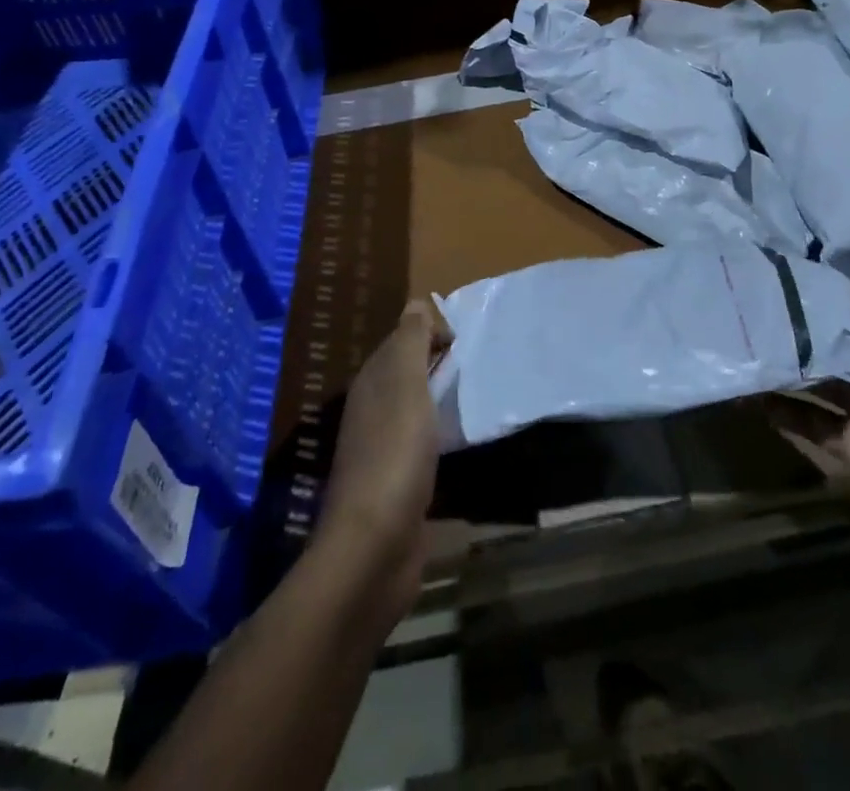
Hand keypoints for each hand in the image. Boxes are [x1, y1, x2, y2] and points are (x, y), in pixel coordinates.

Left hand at [315, 298, 452, 619]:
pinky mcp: (398, 484)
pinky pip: (422, 442)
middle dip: (437, 362)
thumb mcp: (405, 384)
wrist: (375, 546)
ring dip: (439, 398)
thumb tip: (417, 302)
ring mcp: (383, 449)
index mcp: (372, 383)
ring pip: (415, 407)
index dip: (429, 331)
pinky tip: (460, 439)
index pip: (400, 340)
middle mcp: (373, 410)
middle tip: (477, 362)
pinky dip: (440, 432)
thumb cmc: (394, 453)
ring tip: (475, 394)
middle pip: (407, 373)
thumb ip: (410, 342)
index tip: (463, 339)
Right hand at [773, 250, 849, 600]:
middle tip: (759, 294)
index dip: (844, 289)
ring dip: (793, 367)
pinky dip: (786, 411)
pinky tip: (749, 395)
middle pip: (846, 347)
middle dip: (810, 326)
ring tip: (746, 336)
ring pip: (825, 384)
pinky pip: (814, 423)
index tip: (802, 261)